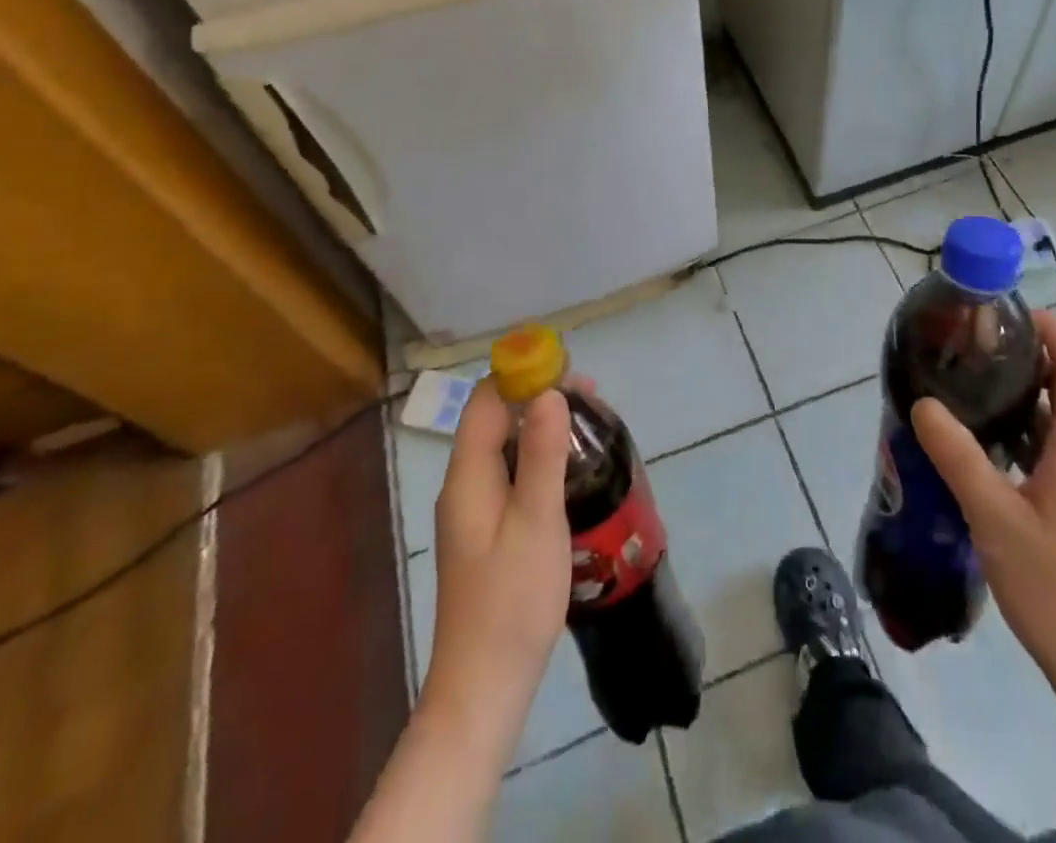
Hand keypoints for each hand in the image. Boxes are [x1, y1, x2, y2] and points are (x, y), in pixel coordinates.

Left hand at [419, 380, 573, 761]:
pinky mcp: (489, 531)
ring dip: (540, 425)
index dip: (520, 375)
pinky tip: (569, 468)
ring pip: (505, 447)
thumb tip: (548, 392)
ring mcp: (475, 510)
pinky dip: (538, 456)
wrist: (484, 688)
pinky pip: (511, 474)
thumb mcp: (536, 521)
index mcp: (468, 476)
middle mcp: (465, 485)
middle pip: (495, 420)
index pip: (485, 401)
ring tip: (588, 421)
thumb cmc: (512, 600)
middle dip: (537, 397)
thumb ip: (541, 455)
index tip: (566, 368)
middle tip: (589, 396)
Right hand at [912, 310, 1055, 708]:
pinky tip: (979, 440)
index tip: (1007, 316)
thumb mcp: (996, 518)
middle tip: (974, 345)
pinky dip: (1020, 429)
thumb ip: (958, 457)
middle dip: (1029, 355)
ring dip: (1022, 392)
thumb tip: (924, 402)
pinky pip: (1052, 446)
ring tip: (968, 381)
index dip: (1053, 331)